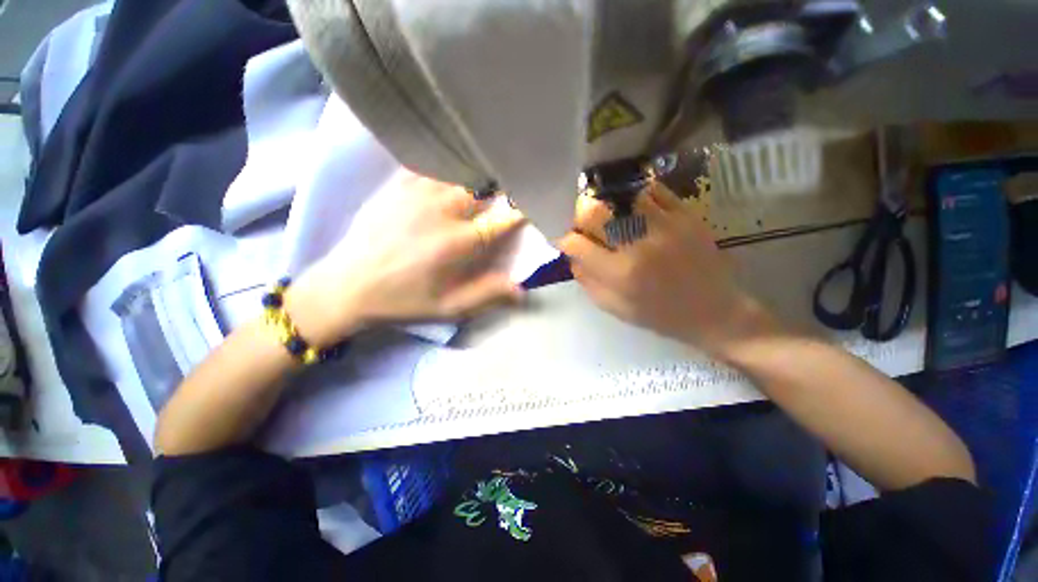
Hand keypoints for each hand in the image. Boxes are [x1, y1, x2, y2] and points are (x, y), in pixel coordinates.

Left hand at [286, 172, 526, 345]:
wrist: (348, 285)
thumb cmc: (403, 300)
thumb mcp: (448, 308)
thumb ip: (487, 295)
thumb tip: (522, 291)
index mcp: (458, 242)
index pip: (503, 218)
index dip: (523, 210)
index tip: (535, 205)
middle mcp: (442, 211)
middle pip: (484, 187)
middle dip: (503, 187)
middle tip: (511, 189)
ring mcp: (417, 193)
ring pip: (460, 171)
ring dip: (478, 174)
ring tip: (487, 176)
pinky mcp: (397, 185)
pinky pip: (430, 164)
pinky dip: (448, 165)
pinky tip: (453, 168)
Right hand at [558, 184, 778, 357]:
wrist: (713, 312)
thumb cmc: (659, 315)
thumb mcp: (614, 307)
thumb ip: (587, 280)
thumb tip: (572, 254)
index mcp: (620, 273)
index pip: (577, 244)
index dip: (564, 239)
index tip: (565, 240)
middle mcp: (639, 244)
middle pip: (594, 211)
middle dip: (580, 214)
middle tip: (583, 222)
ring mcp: (665, 225)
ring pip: (622, 196)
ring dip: (608, 203)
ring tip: (609, 213)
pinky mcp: (686, 215)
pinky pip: (653, 191)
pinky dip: (636, 195)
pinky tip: (634, 207)